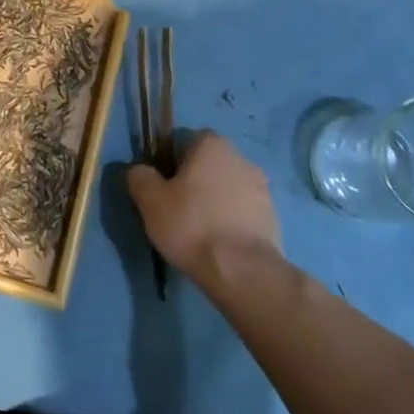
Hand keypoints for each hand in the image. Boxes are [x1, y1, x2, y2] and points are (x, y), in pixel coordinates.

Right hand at [127, 131, 280, 282]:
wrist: (242, 270)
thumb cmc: (191, 225)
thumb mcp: (150, 201)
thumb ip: (140, 177)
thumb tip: (140, 171)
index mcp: (212, 144)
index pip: (185, 142)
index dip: (170, 164)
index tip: (163, 189)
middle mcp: (241, 157)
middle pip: (209, 165)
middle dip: (195, 182)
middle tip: (178, 210)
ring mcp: (262, 188)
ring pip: (228, 188)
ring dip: (216, 202)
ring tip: (200, 232)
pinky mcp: (273, 217)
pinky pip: (244, 212)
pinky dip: (232, 221)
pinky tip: (220, 243)